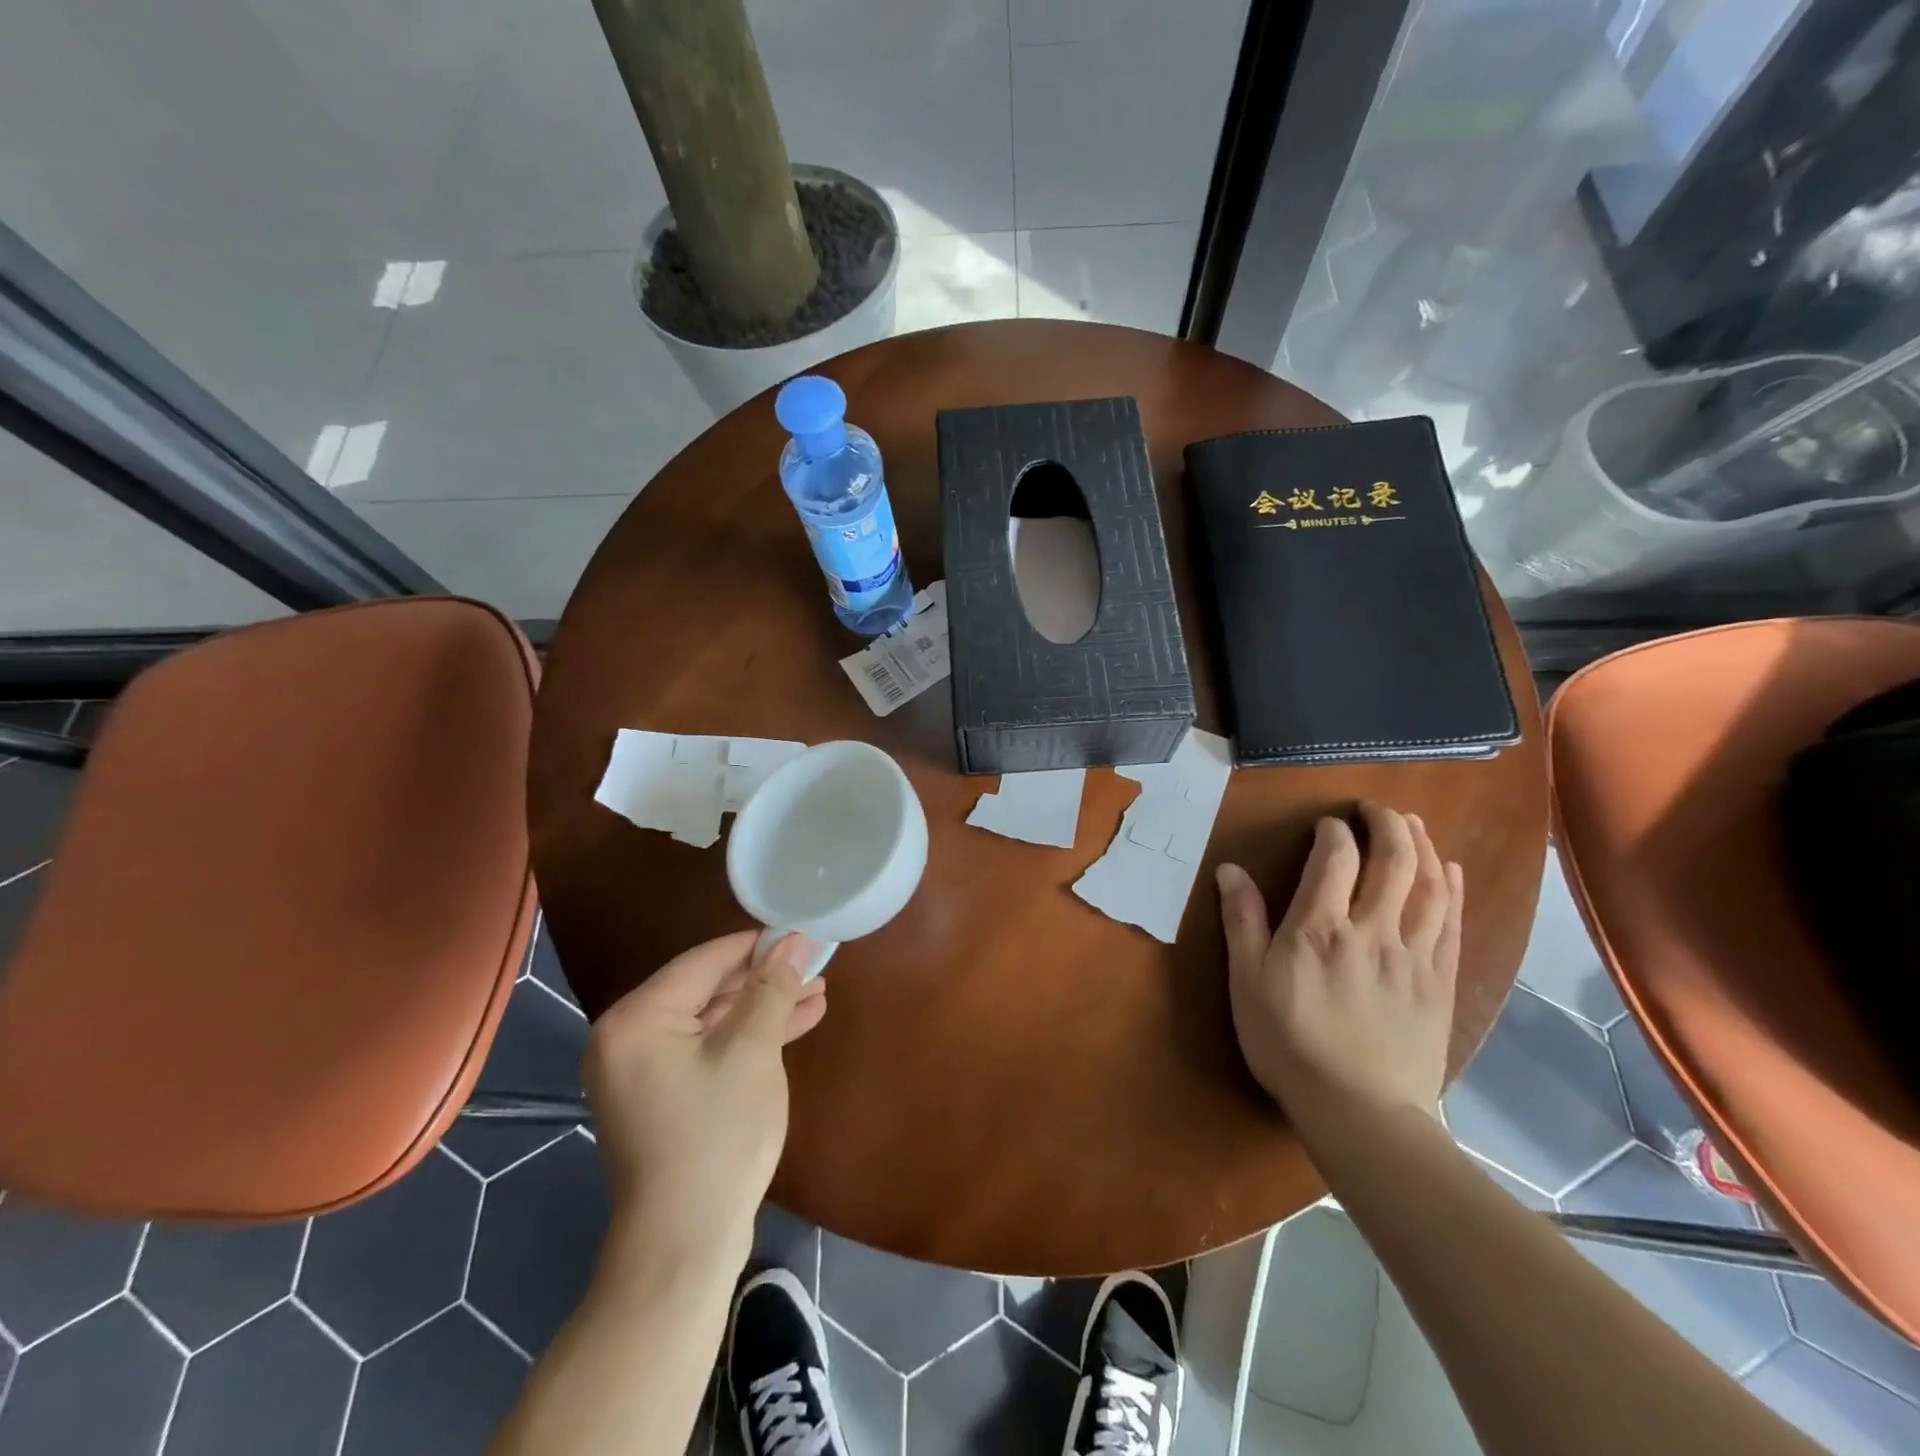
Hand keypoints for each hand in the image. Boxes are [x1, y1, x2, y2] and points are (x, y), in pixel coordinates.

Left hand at [583, 931, 827, 1263]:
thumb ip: (772, 989)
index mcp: (636, 1018)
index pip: (705, 961)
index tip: (803, 934)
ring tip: (817, 991)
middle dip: (766, 979)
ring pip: (713, 1020)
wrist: (684, 1246)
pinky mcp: (663, 1095)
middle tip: (816, 964)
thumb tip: (794, 940)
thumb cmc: (716, 1136)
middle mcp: (629, 1037)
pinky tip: (796, 1024)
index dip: (758, 945)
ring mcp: (643, 1070)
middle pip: (708, 989)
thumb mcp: (752, 1051)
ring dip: (764, 1008)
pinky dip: (748, 1038)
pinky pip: (709, 1049)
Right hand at [1216, 805, 1462, 1144]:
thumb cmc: (1289, 1044)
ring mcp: (1413, 955)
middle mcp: (1372, 929)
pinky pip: (1451, 923)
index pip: (1336, 859)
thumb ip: (1242, 921)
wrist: (1360, 1112)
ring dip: (1423, 846)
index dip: (1335, 832)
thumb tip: (1230, 870)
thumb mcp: (1247, 982)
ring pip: (1429, 885)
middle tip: (1377, 809)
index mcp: (1319, 928)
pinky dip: (1452, 889)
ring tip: (1413, 825)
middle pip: (1393, 860)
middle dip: (1387, 825)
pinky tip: (1451, 871)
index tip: (1328, 825)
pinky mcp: (1439, 981)